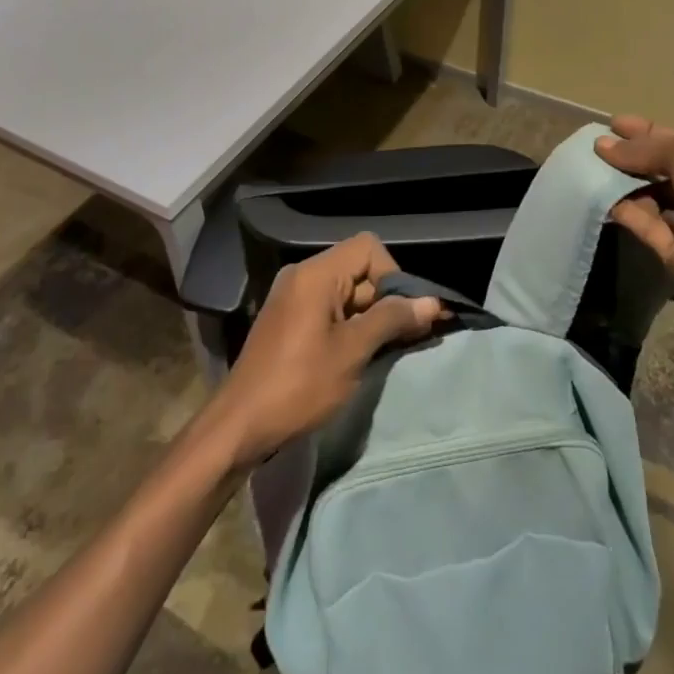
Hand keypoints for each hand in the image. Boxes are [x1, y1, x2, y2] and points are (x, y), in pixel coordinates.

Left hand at [205, 234, 443, 468]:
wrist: (241, 425)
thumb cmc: (300, 385)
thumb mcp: (352, 352)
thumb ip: (391, 320)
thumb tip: (432, 303)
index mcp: (315, 274)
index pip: (368, 248)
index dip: (392, 276)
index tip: (400, 315)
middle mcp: (302, 276)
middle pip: (358, 269)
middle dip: (385, 299)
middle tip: (400, 339)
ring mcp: (293, 297)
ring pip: (346, 292)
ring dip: (369, 316)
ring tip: (381, 352)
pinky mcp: (289, 320)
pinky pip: (329, 308)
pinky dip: (350, 325)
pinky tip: (357, 356)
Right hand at [596, 115, 673, 325]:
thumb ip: (646, 147)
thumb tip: (603, 145)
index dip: (648, 132)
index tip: (614, 124)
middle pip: (663, 171)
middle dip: (631, 157)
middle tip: (594, 146)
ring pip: (651, 198)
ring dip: (623, 183)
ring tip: (588, 167)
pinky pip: (645, 226)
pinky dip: (624, 211)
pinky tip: (599, 195)